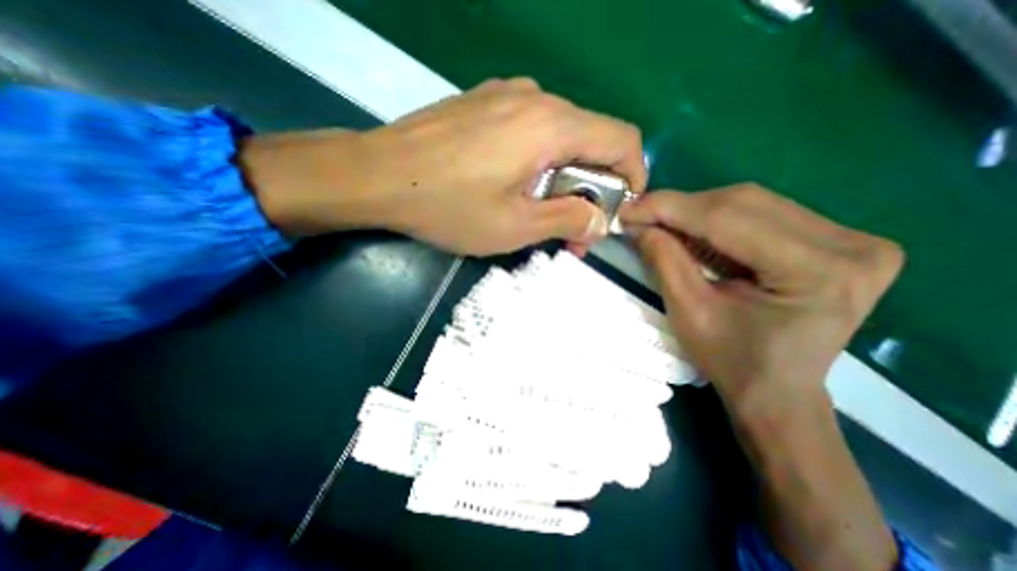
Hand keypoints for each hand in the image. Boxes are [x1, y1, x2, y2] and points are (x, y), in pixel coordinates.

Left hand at [240, 75, 646, 254]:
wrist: (379, 174)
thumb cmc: (449, 206)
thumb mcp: (515, 227)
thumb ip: (567, 219)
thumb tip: (602, 220)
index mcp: (552, 126)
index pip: (622, 140)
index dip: (634, 176)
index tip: (621, 210)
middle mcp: (537, 99)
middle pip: (591, 140)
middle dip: (593, 188)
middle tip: (575, 230)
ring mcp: (508, 95)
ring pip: (561, 137)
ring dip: (565, 178)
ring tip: (544, 213)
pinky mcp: (486, 103)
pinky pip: (532, 130)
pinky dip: (541, 162)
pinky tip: (517, 185)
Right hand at [625, 185, 900, 407]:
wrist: (777, 390)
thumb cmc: (731, 361)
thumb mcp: (688, 312)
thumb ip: (664, 260)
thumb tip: (638, 222)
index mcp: (818, 271)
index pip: (727, 218)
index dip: (669, 208)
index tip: (628, 209)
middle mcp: (850, 245)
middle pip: (743, 202)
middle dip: (680, 208)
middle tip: (640, 216)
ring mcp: (853, 239)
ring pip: (751, 202)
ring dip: (696, 211)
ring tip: (661, 223)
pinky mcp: (841, 241)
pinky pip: (763, 213)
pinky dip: (718, 218)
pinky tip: (692, 230)